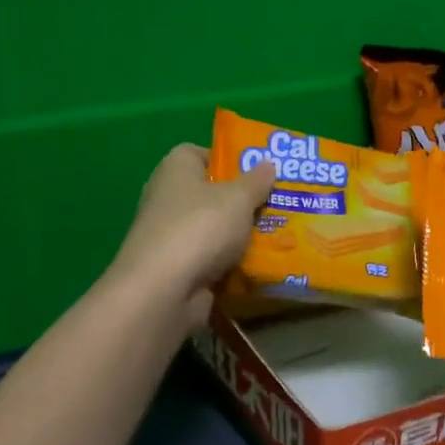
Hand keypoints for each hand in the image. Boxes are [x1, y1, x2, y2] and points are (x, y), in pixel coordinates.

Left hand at [112, 144, 274, 325]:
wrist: (165, 291)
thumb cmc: (200, 228)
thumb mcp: (238, 198)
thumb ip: (256, 181)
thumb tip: (267, 163)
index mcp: (175, 170)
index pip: (198, 153)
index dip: (227, 159)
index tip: (256, 171)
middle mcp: (167, 199)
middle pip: (210, 193)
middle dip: (242, 199)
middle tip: (277, 202)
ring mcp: (170, 236)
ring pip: (214, 228)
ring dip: (240, 233)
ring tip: (279, 233)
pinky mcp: (177, 268)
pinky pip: (212, 258)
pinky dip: (232, 261)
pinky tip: (261, 263)